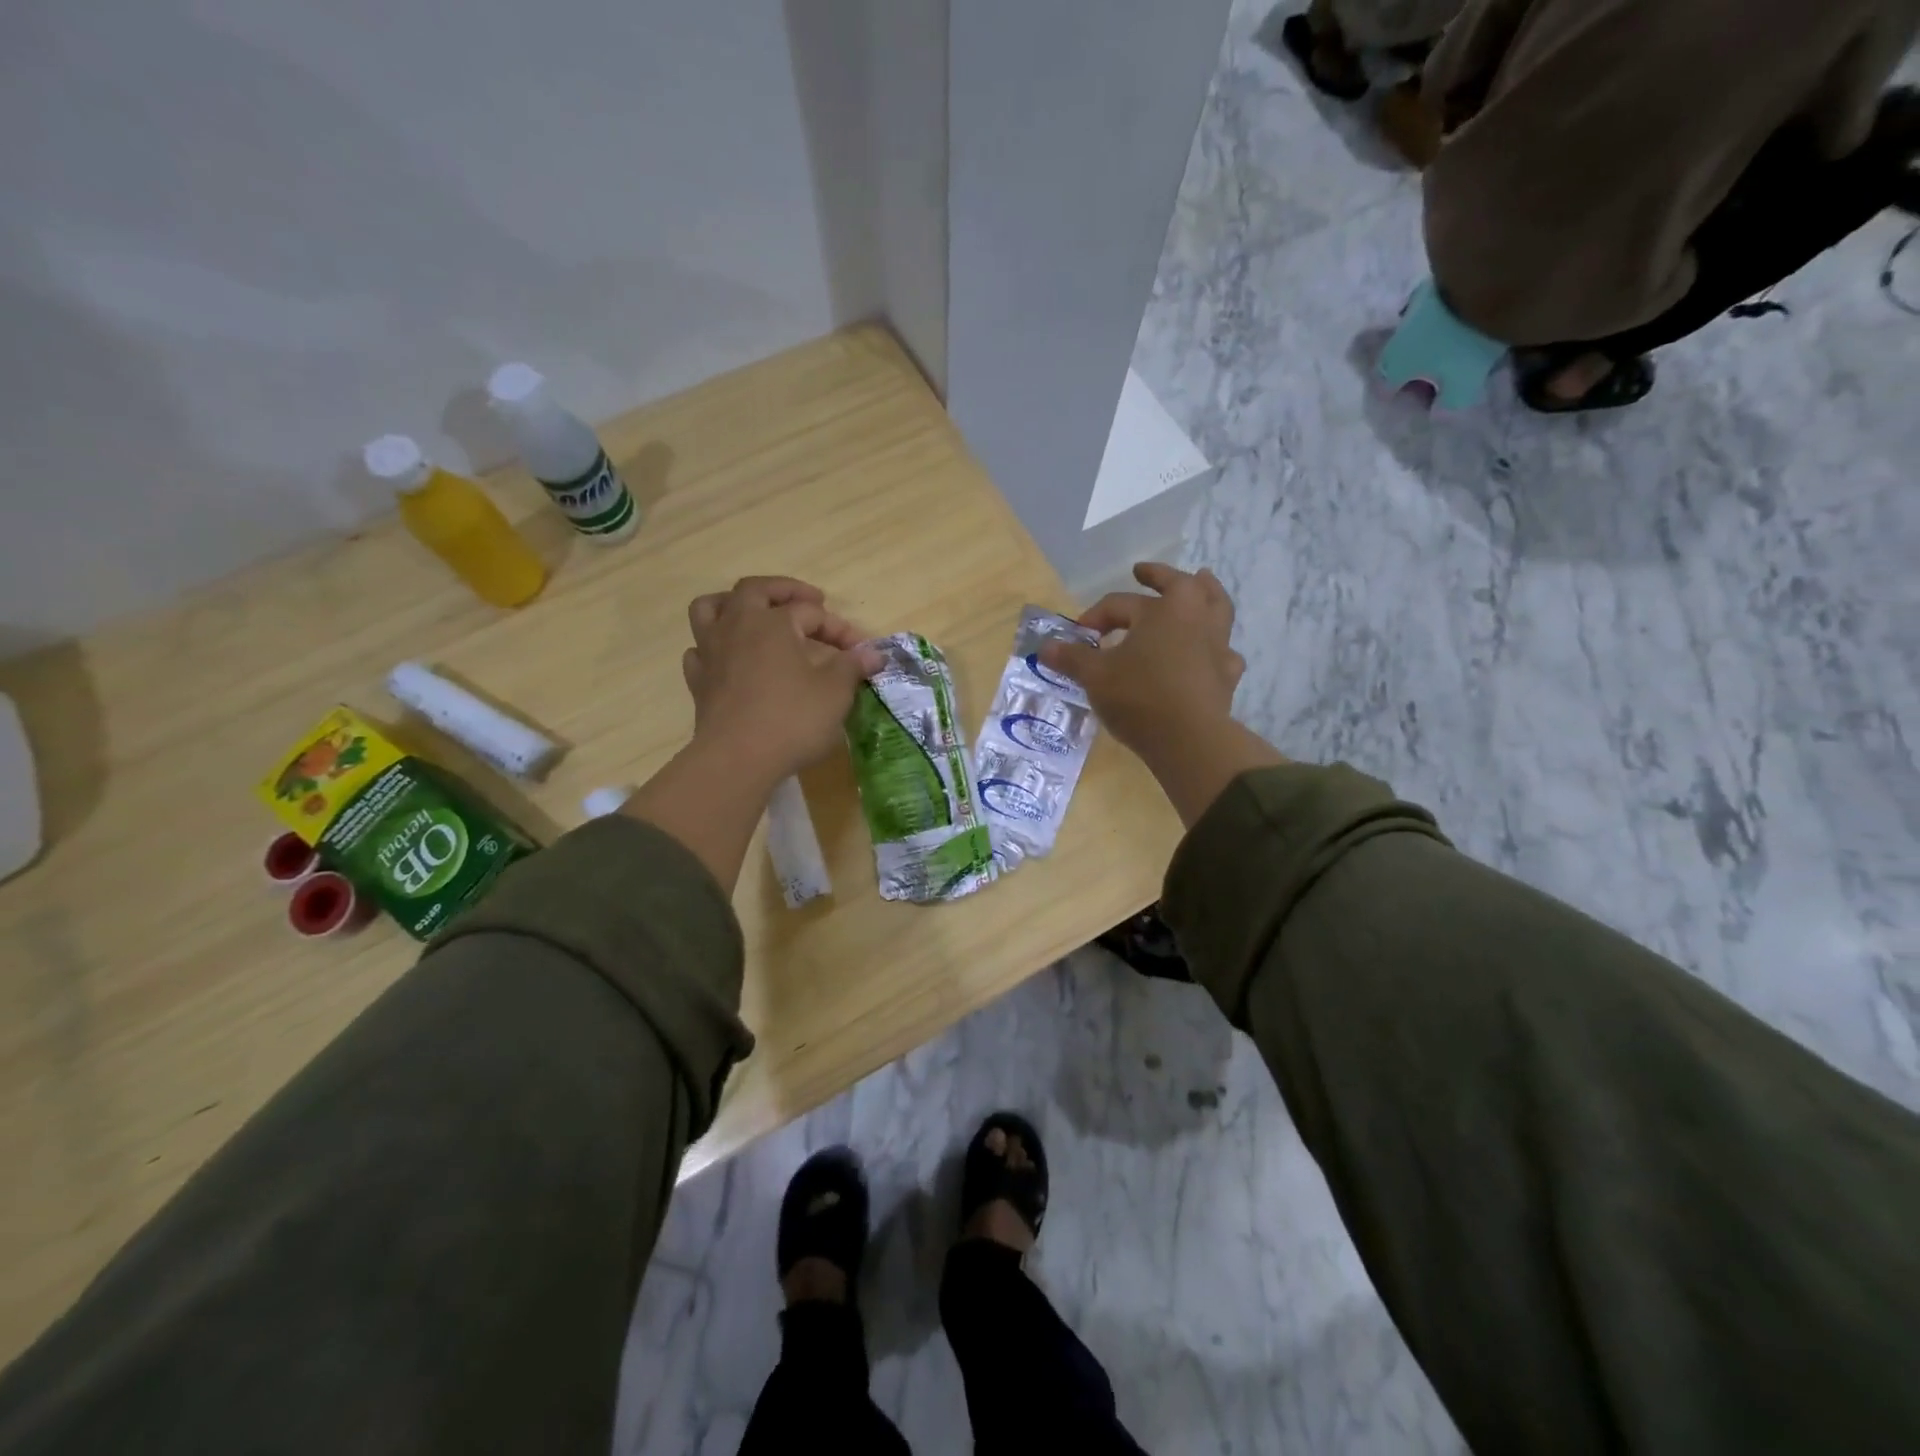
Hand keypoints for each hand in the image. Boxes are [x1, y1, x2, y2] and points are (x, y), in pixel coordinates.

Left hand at [620, 577, 881, 893]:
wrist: (738, 760)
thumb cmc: (792, 719)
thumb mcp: (835, 692)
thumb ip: (852, 666)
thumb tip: (873, 653)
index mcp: (773, 623)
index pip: (812, 613)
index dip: (840, 629)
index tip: (860, 653)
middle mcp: (738, 626)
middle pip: (755, 590)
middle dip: (784, 590)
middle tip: (810, 601)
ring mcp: (711, 652)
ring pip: (711, 609)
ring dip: (733, 604)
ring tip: (753, 613)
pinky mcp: (699, 681)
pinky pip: (699, 650)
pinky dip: (714, 646)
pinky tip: (730, 659)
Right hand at [1039, 563, 1244, 757]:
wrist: (1189, 739)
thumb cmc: (1139, 696)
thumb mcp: (1095, 676)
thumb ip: (1072, 658)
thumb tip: (1044, 647)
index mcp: (1164, 609)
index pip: (1120, 603)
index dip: (1095, 616)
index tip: (1079, 634)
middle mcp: (1196, 618)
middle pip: (1182, 586)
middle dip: (1160, 577)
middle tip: (1144, 572)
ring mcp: (1218, 646)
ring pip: (1217, 609)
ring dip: (1208, 594)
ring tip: (1203, 584)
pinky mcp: (1226, 676)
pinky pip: (1223, 653)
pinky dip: (1215, 648)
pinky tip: (1208, 655)